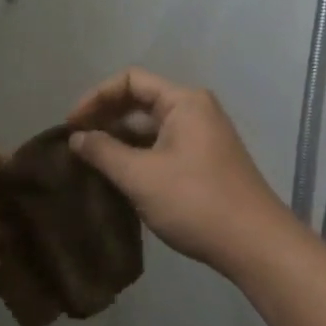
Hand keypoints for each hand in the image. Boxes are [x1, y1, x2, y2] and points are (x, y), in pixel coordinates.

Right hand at [66, 68, 295, 273]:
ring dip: (120, 139)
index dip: (96, 97)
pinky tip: (119, 177)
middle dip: (106, 118)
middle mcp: (196, 111)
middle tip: (76, 143)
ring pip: (151, 127)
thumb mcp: (140, 176)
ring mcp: (203, 137)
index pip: (130, 80)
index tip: (71, 126)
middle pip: (141, 101)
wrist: (254, 244)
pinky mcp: (205, 162)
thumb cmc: (195, 202)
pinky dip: (138, 155)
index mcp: (184, 101)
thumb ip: (103, 152)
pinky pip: (163, 146)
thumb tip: (76, 138)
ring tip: (91, 162)